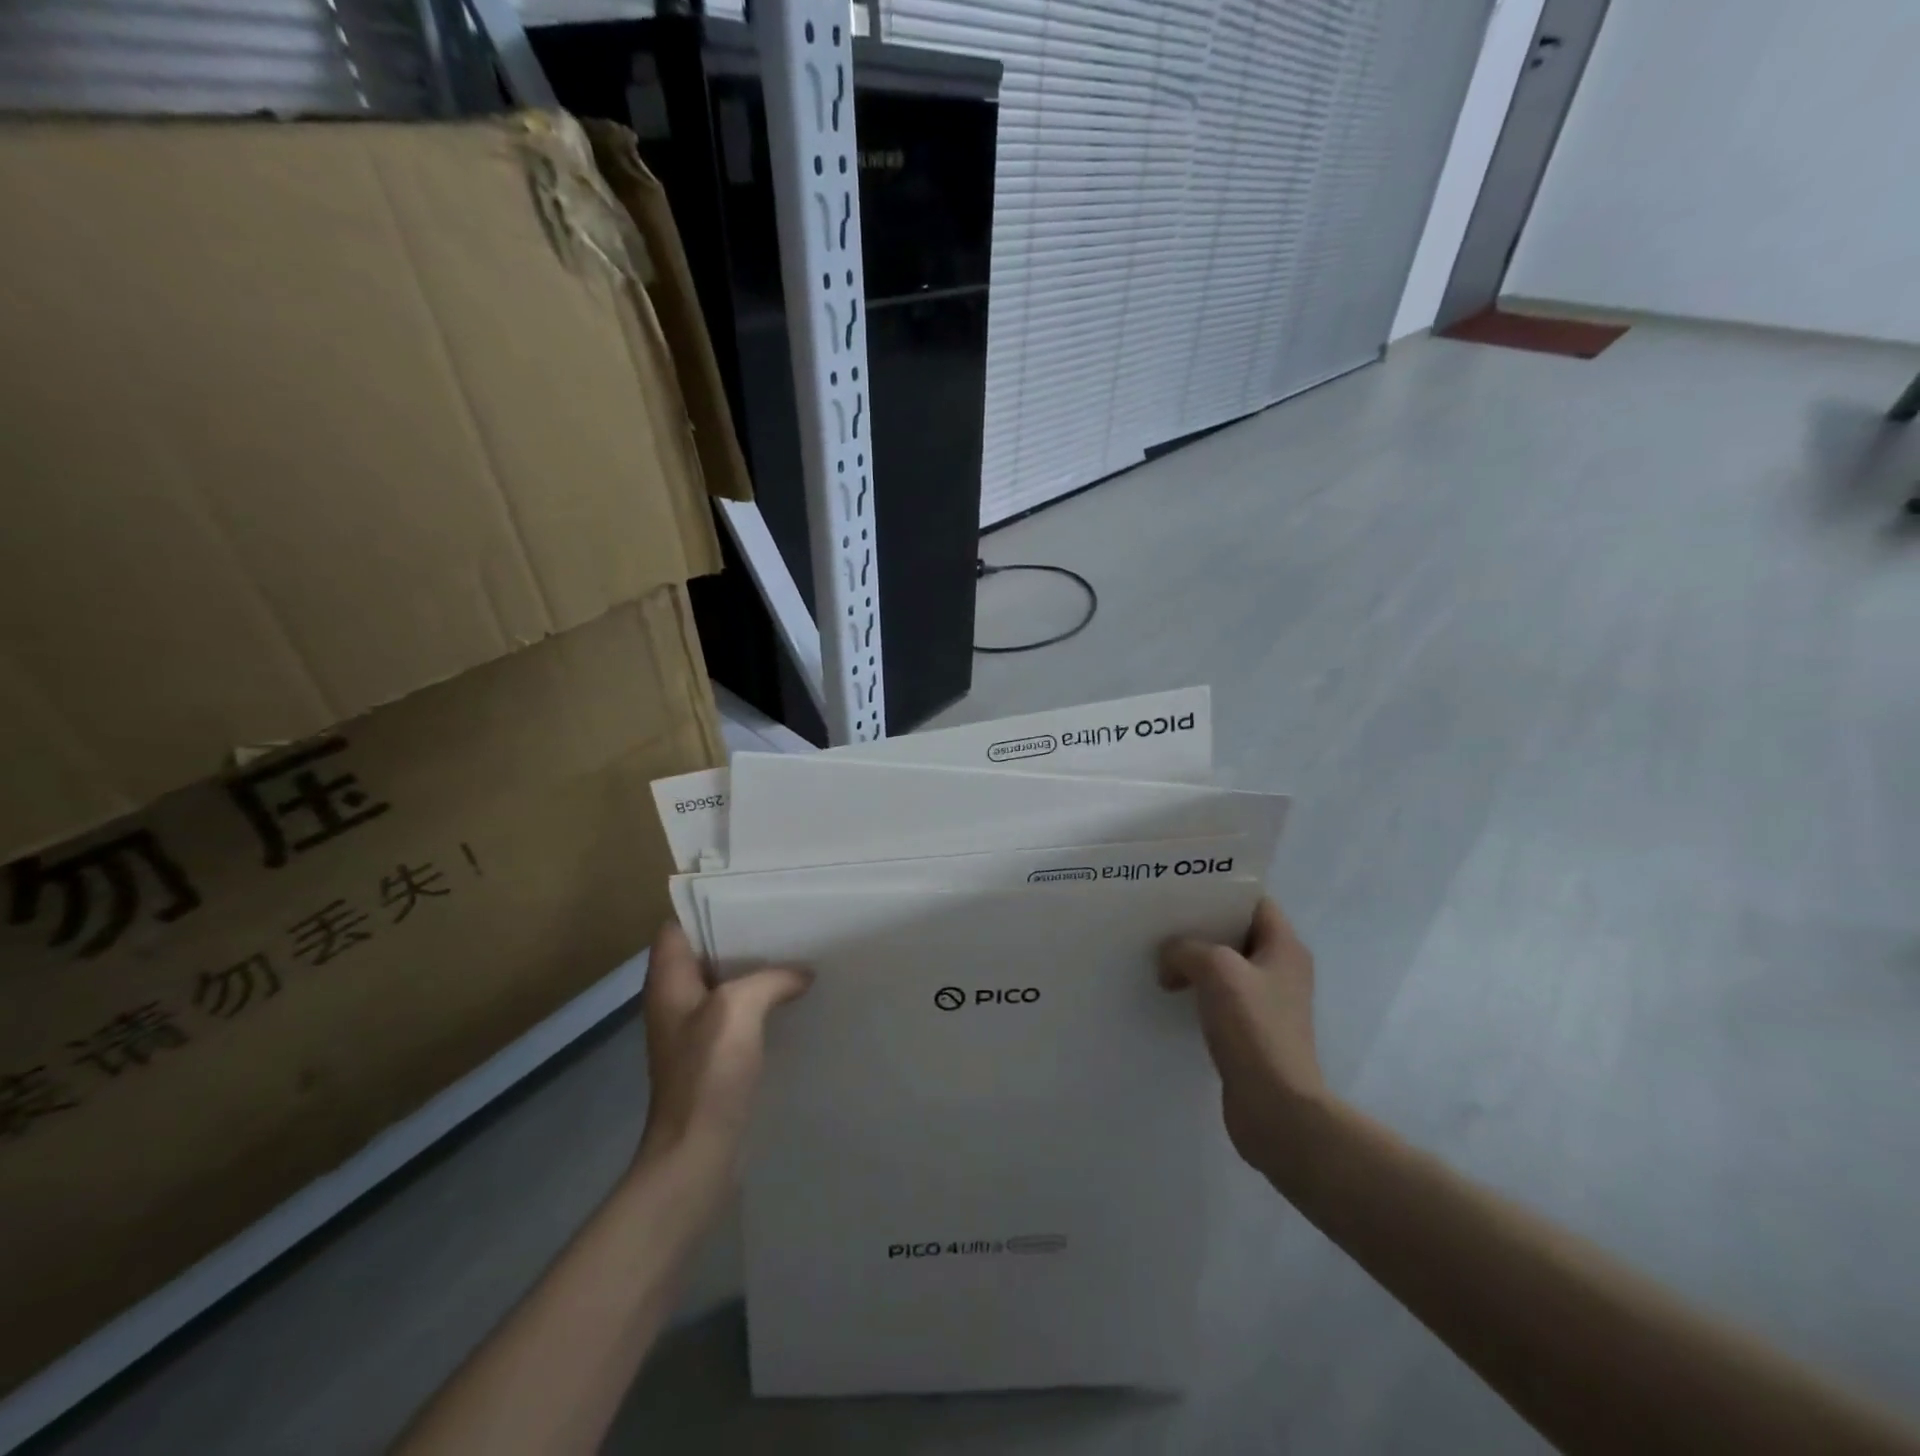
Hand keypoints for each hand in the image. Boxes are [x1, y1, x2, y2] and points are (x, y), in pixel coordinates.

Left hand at [636, 921, 809, 1171]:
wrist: (697, 1152)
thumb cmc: (708, 1072)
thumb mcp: (739, 1008)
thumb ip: (772, 979)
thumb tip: (802, 973)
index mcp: (668, 982)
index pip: (676, 928)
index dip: (705, 908)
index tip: (747, 896)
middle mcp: (675, 1000)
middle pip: (704, 953)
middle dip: (740, 936)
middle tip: (783, 920)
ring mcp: (692, 1030)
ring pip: (724, 983)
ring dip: (754, 970)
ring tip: (794, 952)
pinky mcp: (712, 1055)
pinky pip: (737, 1012)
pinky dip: (760, 1001)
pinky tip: (792, 998)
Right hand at [1160, 896, 1327, 1178]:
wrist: (1275, 1108)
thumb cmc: (1254, 1028)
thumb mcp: (1216, 970)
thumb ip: (1186, 949)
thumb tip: (1169, 958)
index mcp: (1284, 947)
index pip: (1255, 901)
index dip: (1221, 890)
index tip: (1182, 888)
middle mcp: (1280, 970)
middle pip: (1235, 932)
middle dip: (1199, 925)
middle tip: (1160, 918)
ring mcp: (1266, 1003)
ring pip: (1224, 966)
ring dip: (1193, 959)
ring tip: (1156, 953)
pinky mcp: (1250, 1031)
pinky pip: (1218, 996)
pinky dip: (1195, 989)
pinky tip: (1168, 991)